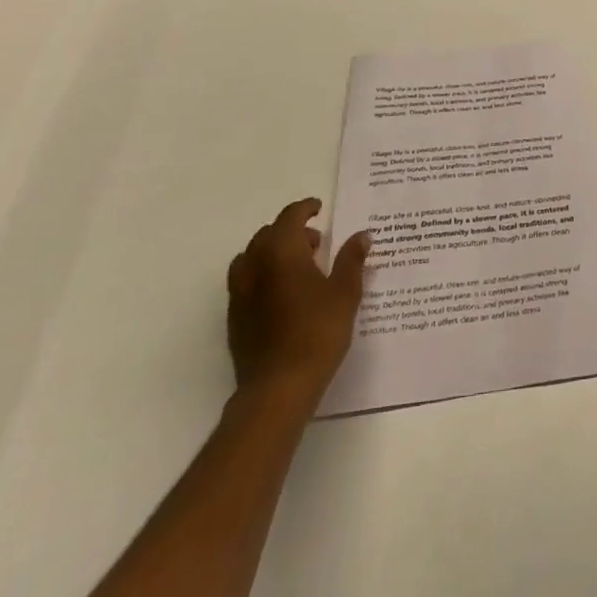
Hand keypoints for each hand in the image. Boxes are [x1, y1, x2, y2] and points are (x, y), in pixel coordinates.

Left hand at [227, 199, 370, 413]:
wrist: (278, 387)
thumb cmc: (317, 332)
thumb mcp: (345, 292)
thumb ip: (352, 259)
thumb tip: (361, 235)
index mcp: (282, 252)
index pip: (289, 217)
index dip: (304, 209)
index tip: (319, 208)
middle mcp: (255, 266)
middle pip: (267, 235)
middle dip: (290, 231)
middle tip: (316, 242)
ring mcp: (240, 294)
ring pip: (252, 258)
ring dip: (273, 253)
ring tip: (299, 267)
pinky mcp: (234, 318)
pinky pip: (246, 282)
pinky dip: (263, 275)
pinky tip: (284, 295)